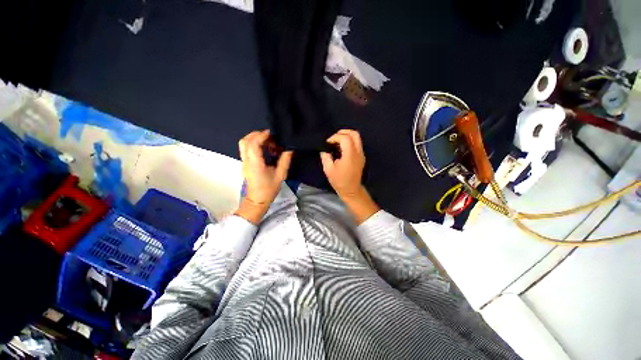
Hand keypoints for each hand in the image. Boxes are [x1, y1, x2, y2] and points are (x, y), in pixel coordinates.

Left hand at [236, 130, 292, 223]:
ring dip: (254, 138)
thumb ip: (285, 161)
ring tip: (268, 142)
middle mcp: (246, 161)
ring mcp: (244, 162)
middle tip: (270, 136)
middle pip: (244, 141)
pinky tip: (265, 149)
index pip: (253, 144)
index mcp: (255, 164)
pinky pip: (246, 149)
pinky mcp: (244, 164)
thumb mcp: (280, 176)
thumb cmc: (268, 189)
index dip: (261, 136)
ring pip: (243, 144)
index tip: (272, 134)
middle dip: (256, 134)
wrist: (256, 201)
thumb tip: (289, 149)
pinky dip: (254, 144)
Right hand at [320, 129, 365, 197]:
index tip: (327, 143)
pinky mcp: (361, 156)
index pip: (345, 138)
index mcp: (350, 155)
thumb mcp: (328, 169)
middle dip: (343, 132)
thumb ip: (325, 156)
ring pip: (357, 137)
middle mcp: (358, 152)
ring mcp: (361, 154)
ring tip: (337, 142)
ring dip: (346, 136)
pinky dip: (349, 141)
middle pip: (354, 133)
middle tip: (333, 138)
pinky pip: (357, 143)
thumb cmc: (339, 181)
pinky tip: (341, 148)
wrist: (351, 190)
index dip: (335, 137)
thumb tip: (325, 149)